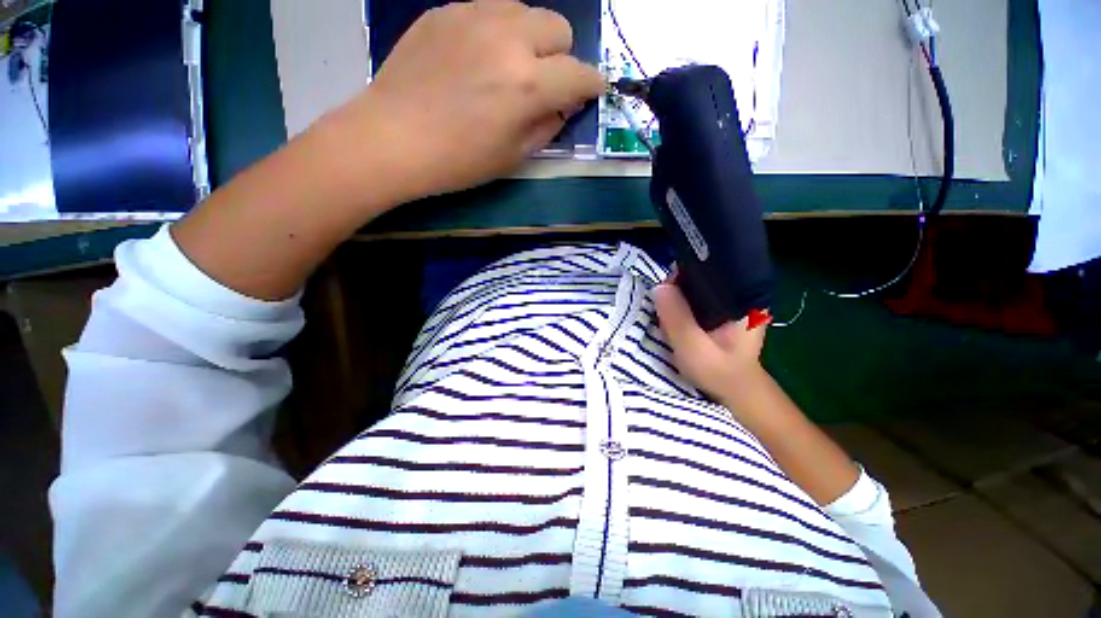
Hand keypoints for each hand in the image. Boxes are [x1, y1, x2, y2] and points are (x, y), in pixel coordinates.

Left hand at [321, 0, 604, 202]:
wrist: (392, 139)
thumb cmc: (458, 161)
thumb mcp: (513, 157)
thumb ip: (547, 127)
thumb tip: (563, 106)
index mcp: (527, 84)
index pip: (580, 74)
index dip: (591, 85)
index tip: (589, 94)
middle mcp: (508, 39)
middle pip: (558, 27)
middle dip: (561, 57)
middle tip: (543, 83)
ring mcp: (473, 16)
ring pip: (525, 11)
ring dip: (529, 40)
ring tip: (508, 69)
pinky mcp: (446, 11)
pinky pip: (489, 10)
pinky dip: (497, 33)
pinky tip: (477, 60)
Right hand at [653, 281, 768, 403]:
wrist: (734, 391)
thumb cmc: (719, 373)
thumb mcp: (694, 349)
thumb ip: (677, 318)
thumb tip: (659, 287)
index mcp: (745, 298)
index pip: (710, 269)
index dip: (682, 275)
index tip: (664, 293)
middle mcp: (740, 293)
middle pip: (700, 275)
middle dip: (676, 288)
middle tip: (663, 310)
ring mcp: (729, 301)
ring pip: (694, 286)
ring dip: (676, 297)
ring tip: (667, 315)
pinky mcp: (719, 309)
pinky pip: (694, 297)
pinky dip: (680, 304)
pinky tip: (674, 316)